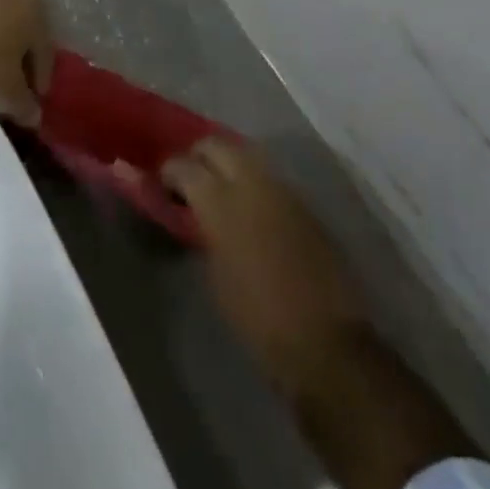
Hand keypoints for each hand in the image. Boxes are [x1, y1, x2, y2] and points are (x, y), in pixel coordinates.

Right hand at [163, 139, 368, 402]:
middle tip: (190, 179)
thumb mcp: (215, 276)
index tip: (163, 185)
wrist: (326, 344)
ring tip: (219, 189)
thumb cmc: (258, 320)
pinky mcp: (304, 204)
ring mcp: (282, 190)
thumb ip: (203, 232)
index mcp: (221, 202)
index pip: (184, 165)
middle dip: (199, 156)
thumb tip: (194, 214)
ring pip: (246, 154)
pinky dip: (253, 182)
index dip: (169, 171)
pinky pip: (269, 178)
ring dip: (228, 164)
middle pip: (217, 144)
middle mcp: (252, 183)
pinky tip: (249, 206)